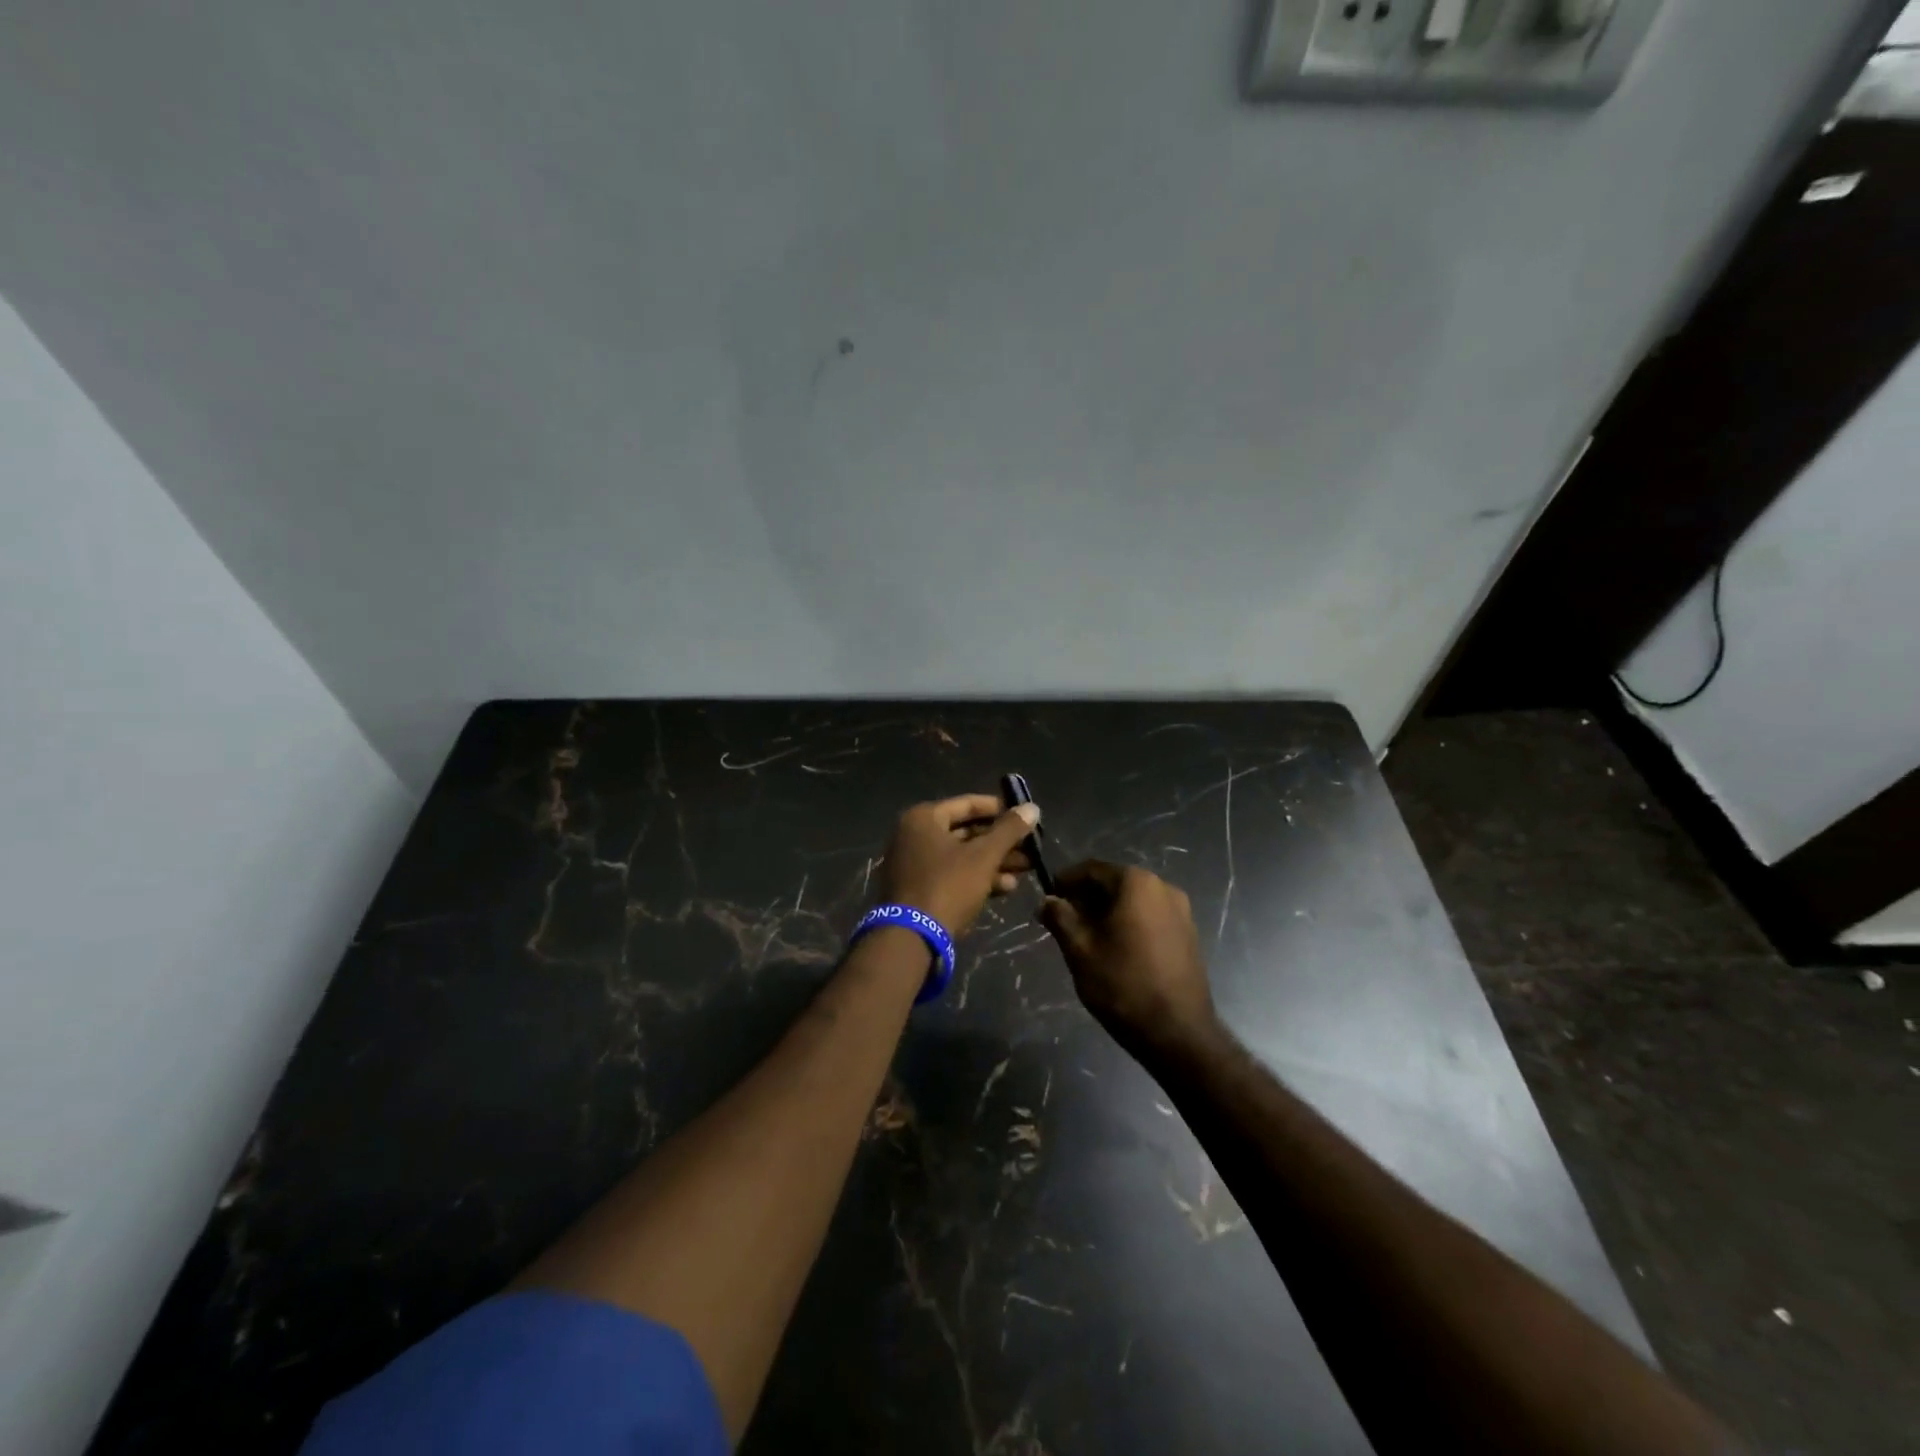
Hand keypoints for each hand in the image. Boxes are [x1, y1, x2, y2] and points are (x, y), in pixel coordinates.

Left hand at [878, 794, 1040, 936]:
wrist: (911, 938)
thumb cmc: (948, 886)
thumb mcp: (983, 856)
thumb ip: (1009, 830)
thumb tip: (1032, 807)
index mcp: (924, 818)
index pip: (968, 804)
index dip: (1000, 809)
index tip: (1026, 816)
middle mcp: (914, 835)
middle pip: (966, 831)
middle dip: (1001, 841)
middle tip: (1031, 847)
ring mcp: (915, 864)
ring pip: (962, 856)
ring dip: (995, 861)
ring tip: (1027, 869)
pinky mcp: (919, 889)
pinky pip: (952, 874)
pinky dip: (977, 877)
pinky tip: (1006, 887)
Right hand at [1039, 861, 1218, 1059]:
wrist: (1177, 1032)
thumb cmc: (1123, 984)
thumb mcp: (1080, 949)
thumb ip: (1060, 917)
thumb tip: (1047, 900)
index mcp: (1136, 883)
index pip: (1092, 869)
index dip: (1066, 881)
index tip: (1048, 898)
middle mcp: (1163, 887)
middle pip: (1114, 883)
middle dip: (1086, 898)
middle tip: (1062, 921)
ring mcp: (1181, 911)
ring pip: (1133, 901)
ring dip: (1107, 912)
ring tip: (1085, 937)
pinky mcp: (1188, 934)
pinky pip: (1150, 917)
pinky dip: (1128, 923)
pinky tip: (1114, 948)